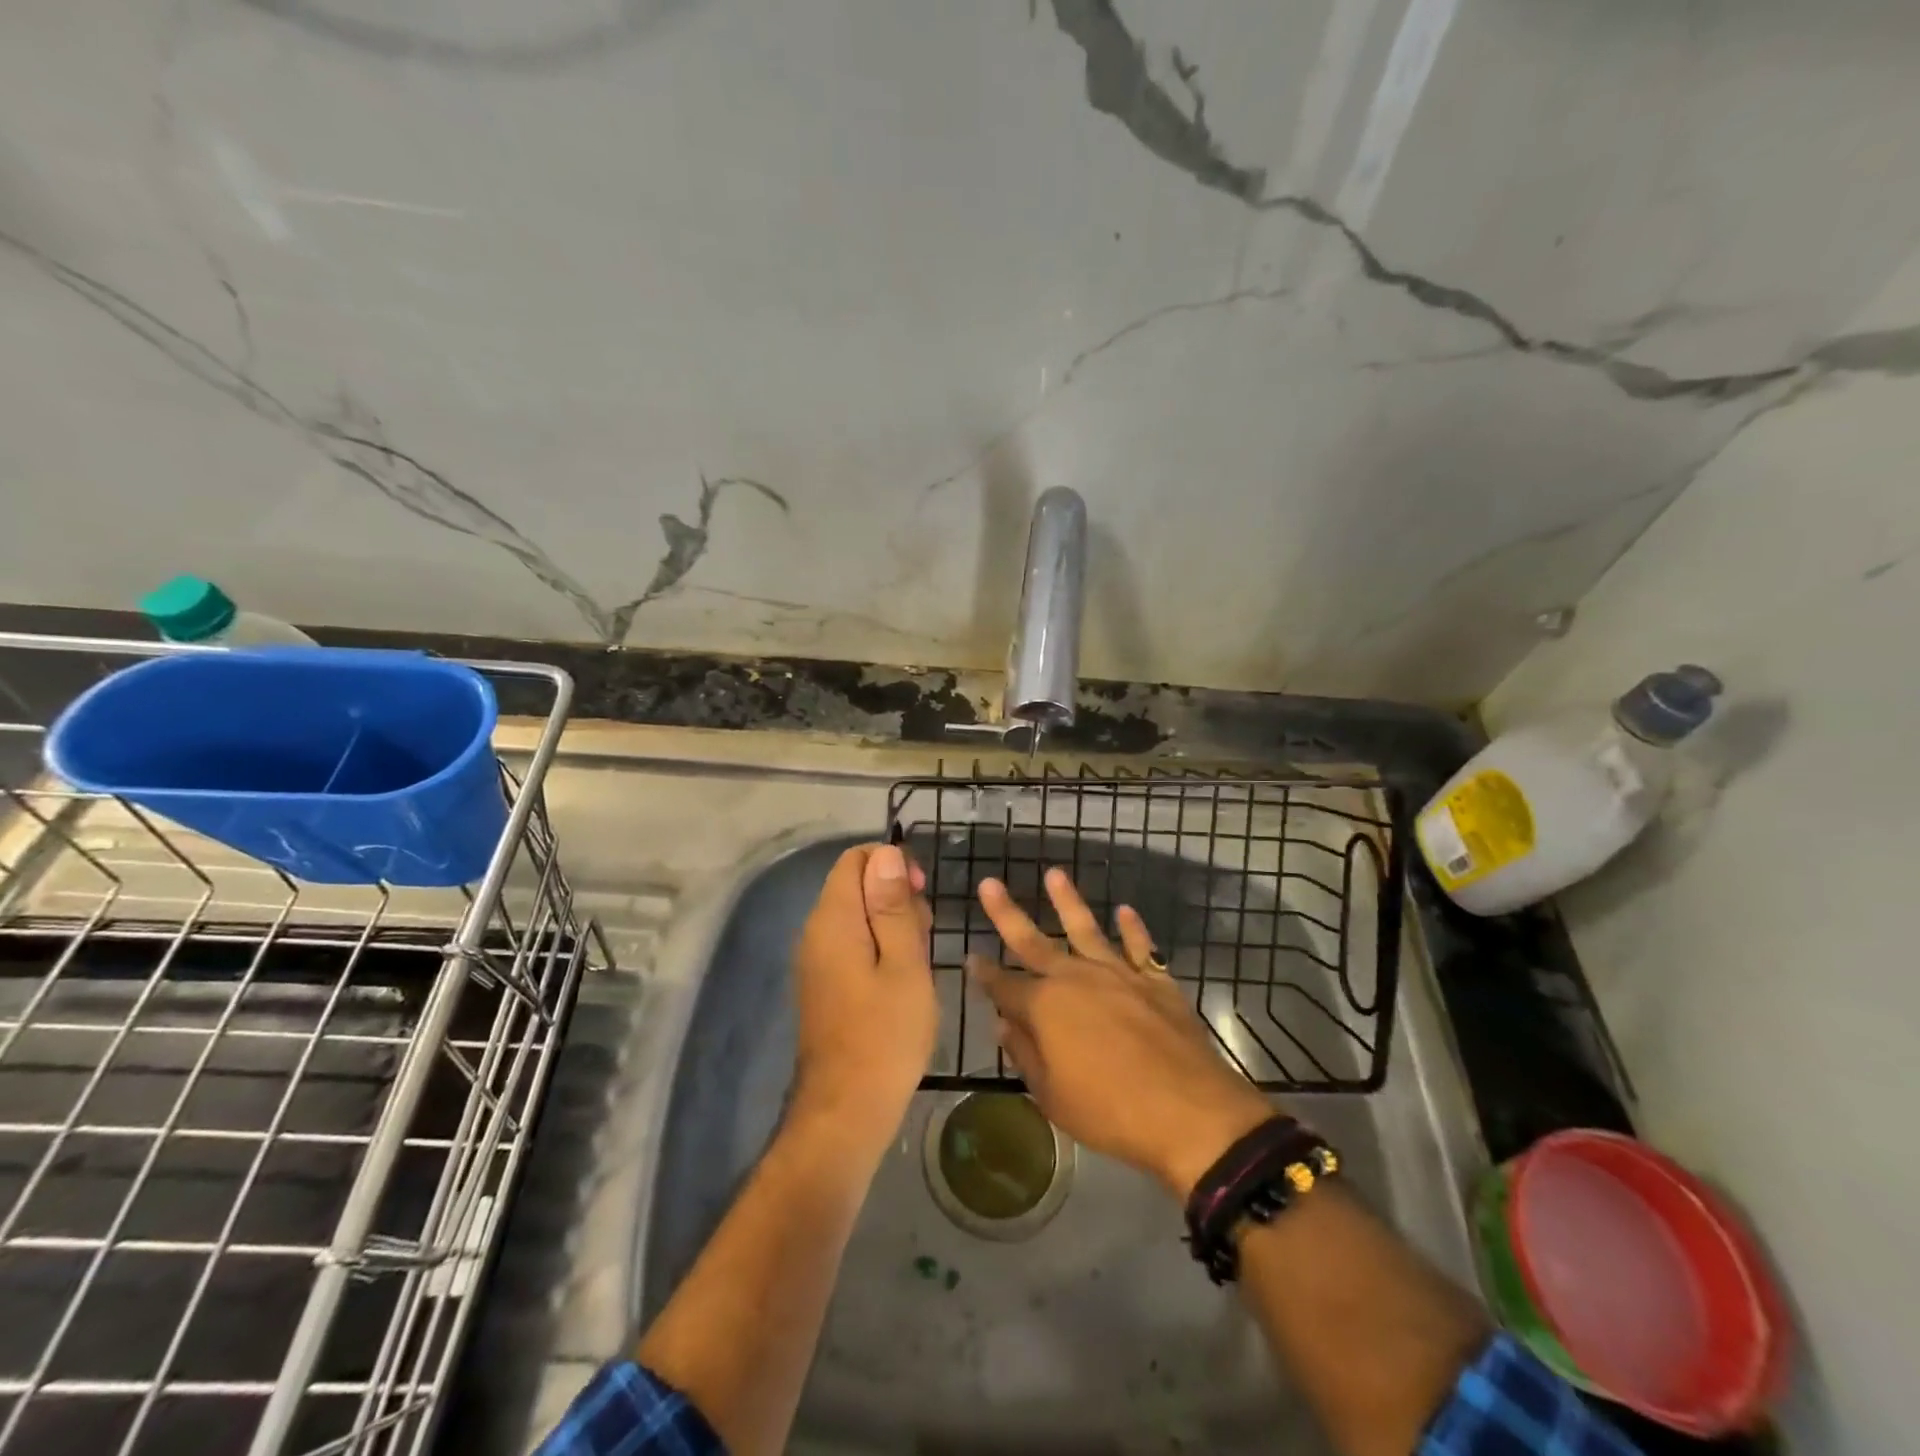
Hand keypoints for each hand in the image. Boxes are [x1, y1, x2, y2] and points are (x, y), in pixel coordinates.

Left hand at [791, 843, 937, 1155]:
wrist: (846, 1111)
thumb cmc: (886, 1034)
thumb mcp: (904, 963)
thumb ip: (892, 905)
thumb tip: (886, 852)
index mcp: (833, 919)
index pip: (855, 859)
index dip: (892, 864)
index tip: (921, 895)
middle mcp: (816, 931)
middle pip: (855, 885)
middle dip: (895, 896)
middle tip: (926, 936)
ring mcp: (816, 960)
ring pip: (856, 916)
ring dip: (891, 925)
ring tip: (919, 963)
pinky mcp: (823, 984)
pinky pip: (851, 944)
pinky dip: (879, 948)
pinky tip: (902, 981)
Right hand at [971, 867, 1275, 1198]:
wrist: (1188, 1111)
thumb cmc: (1110, 1112)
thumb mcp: (1052, 1097)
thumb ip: (1026, 1055)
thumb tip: (1004, 1023)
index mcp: (1044, 1008)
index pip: (1004, 985)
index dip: (984, 973)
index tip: (970, 957)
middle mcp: (1075, 978)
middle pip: (1033, 941)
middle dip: (1007, 913)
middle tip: (989, 884)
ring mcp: (1118, 974)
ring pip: (1085, 928)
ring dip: (1068, 901)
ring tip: (1054, 874)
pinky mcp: (1155, 980)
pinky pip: (1141, 946)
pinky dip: (1133, 928)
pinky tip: (1125, 911)